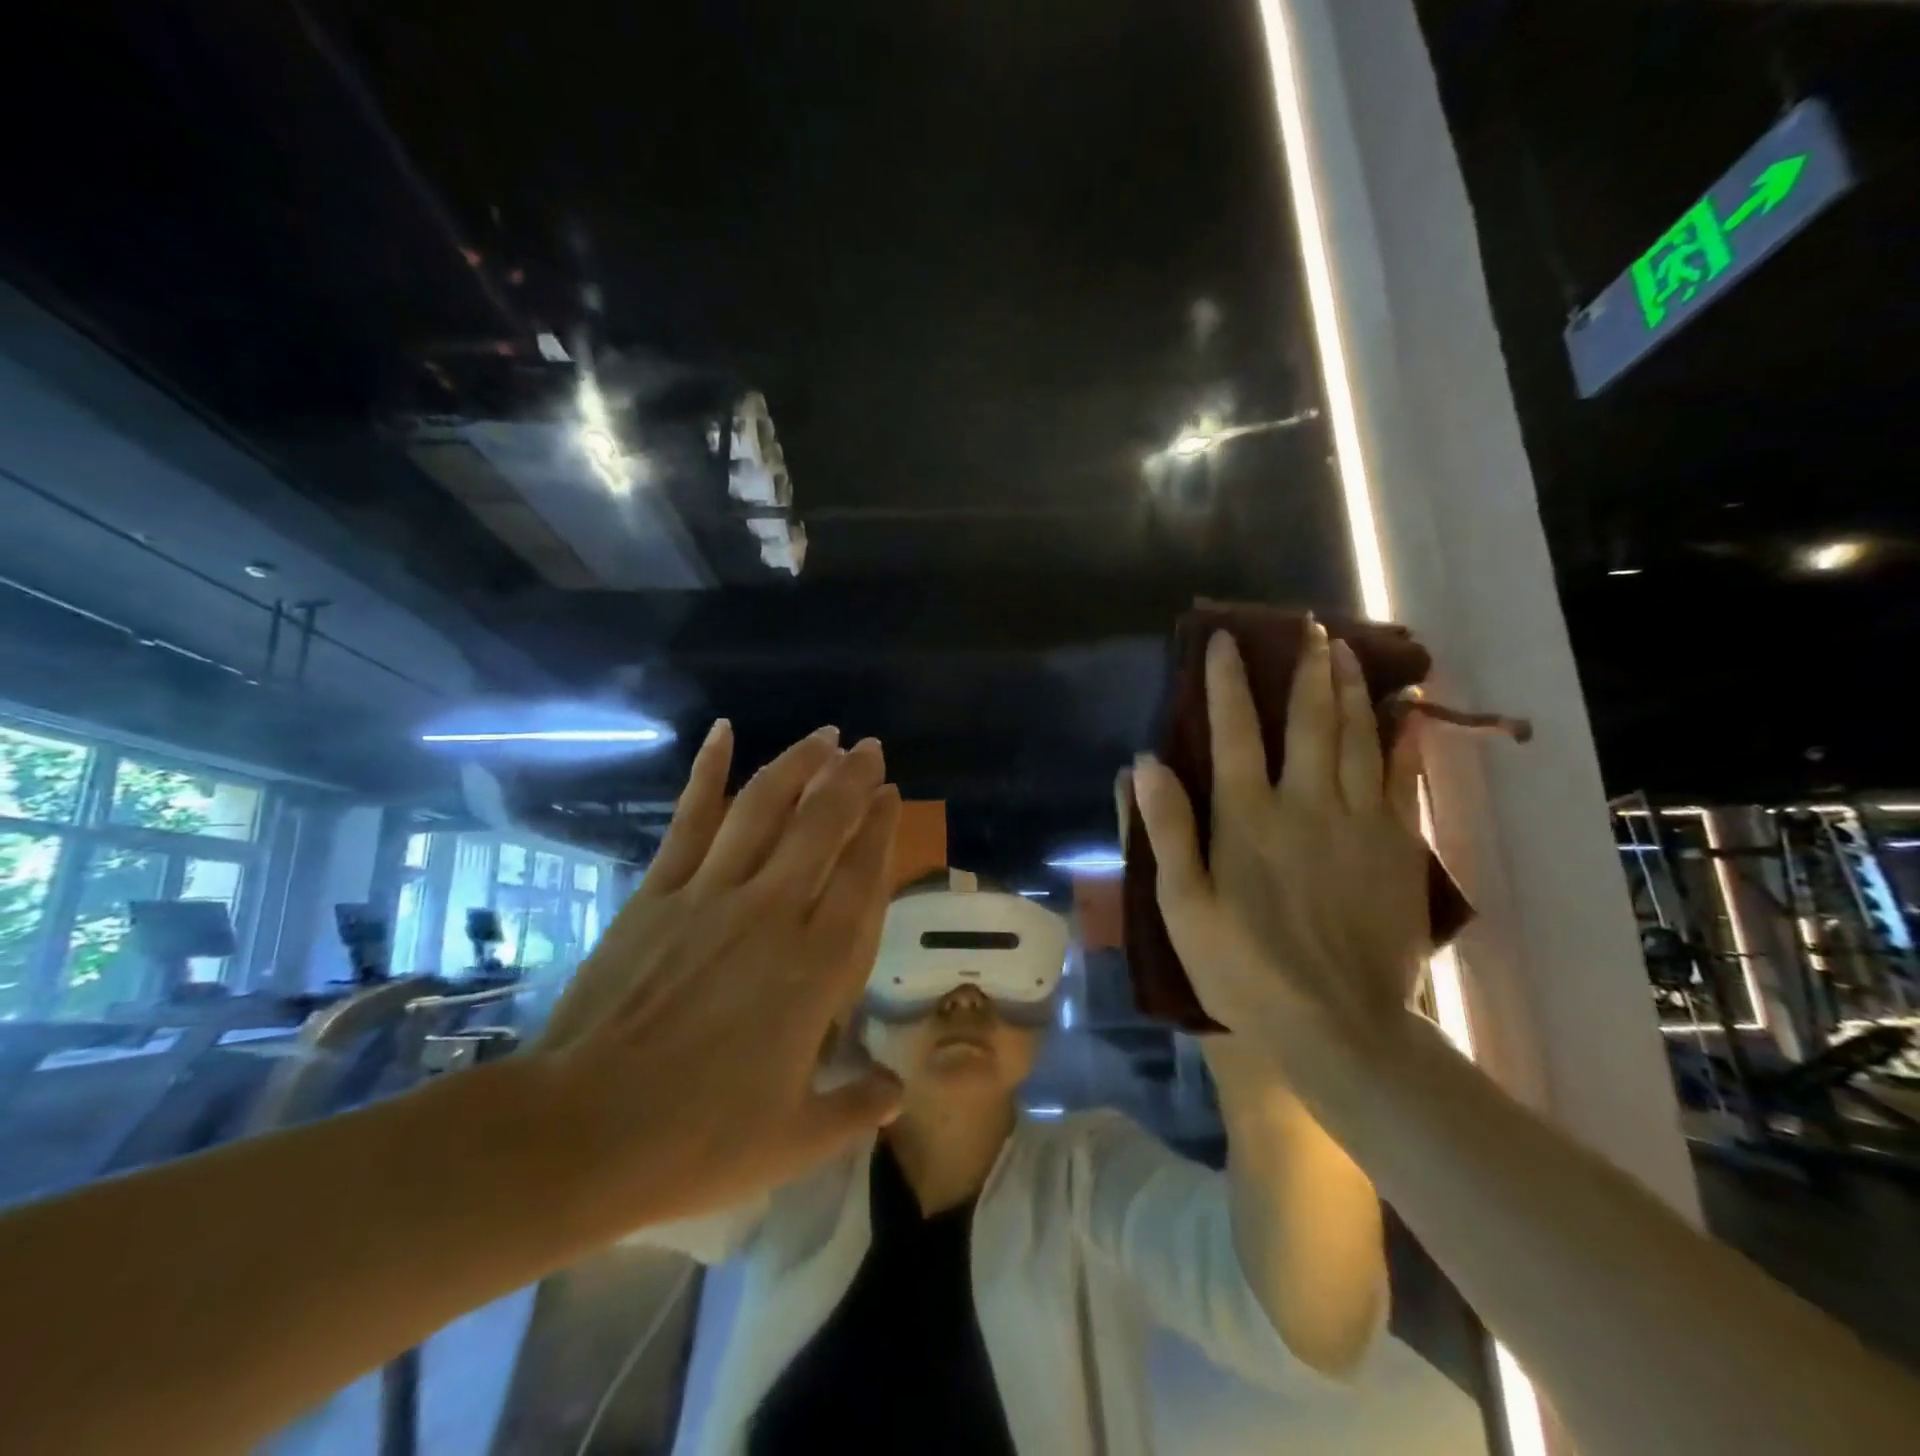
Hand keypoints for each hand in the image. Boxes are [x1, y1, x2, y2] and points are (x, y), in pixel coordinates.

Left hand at [530, 720, 904, 1235]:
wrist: (578, 1134)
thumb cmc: (696, 1141)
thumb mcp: (793, 1140)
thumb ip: (856, 1108)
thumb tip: (896, 1090)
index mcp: (814, 968)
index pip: (861, 878)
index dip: (881, 830)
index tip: (893, 794)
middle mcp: (771, 914)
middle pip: (821, 827)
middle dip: (851, 780)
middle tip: (870, 748)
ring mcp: (710, 896)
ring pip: (764, 809)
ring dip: (798, 764)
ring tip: (823, 736)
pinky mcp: (658, 893)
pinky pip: (689, 821)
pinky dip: (707, 772)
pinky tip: (721, 732)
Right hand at [1130, 622, 1427, 1051]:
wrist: (1340, 1025)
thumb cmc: (1245, 968)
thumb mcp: (1183, 907)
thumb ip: (1167, 831)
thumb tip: (1144, 763)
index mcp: (1247, 817)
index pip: (1233, 731)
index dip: (1225, 682)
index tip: (1225, 641)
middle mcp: (1305, 803)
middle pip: (1308, 721)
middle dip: (1305, 669)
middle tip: (1310, 627)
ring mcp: (1358, 821)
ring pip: (1357, 737)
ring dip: (1351, 688)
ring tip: (1348, 651)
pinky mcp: (1397, 846)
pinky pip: (1402, 777)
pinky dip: (1402, 738)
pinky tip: (1406, 710)